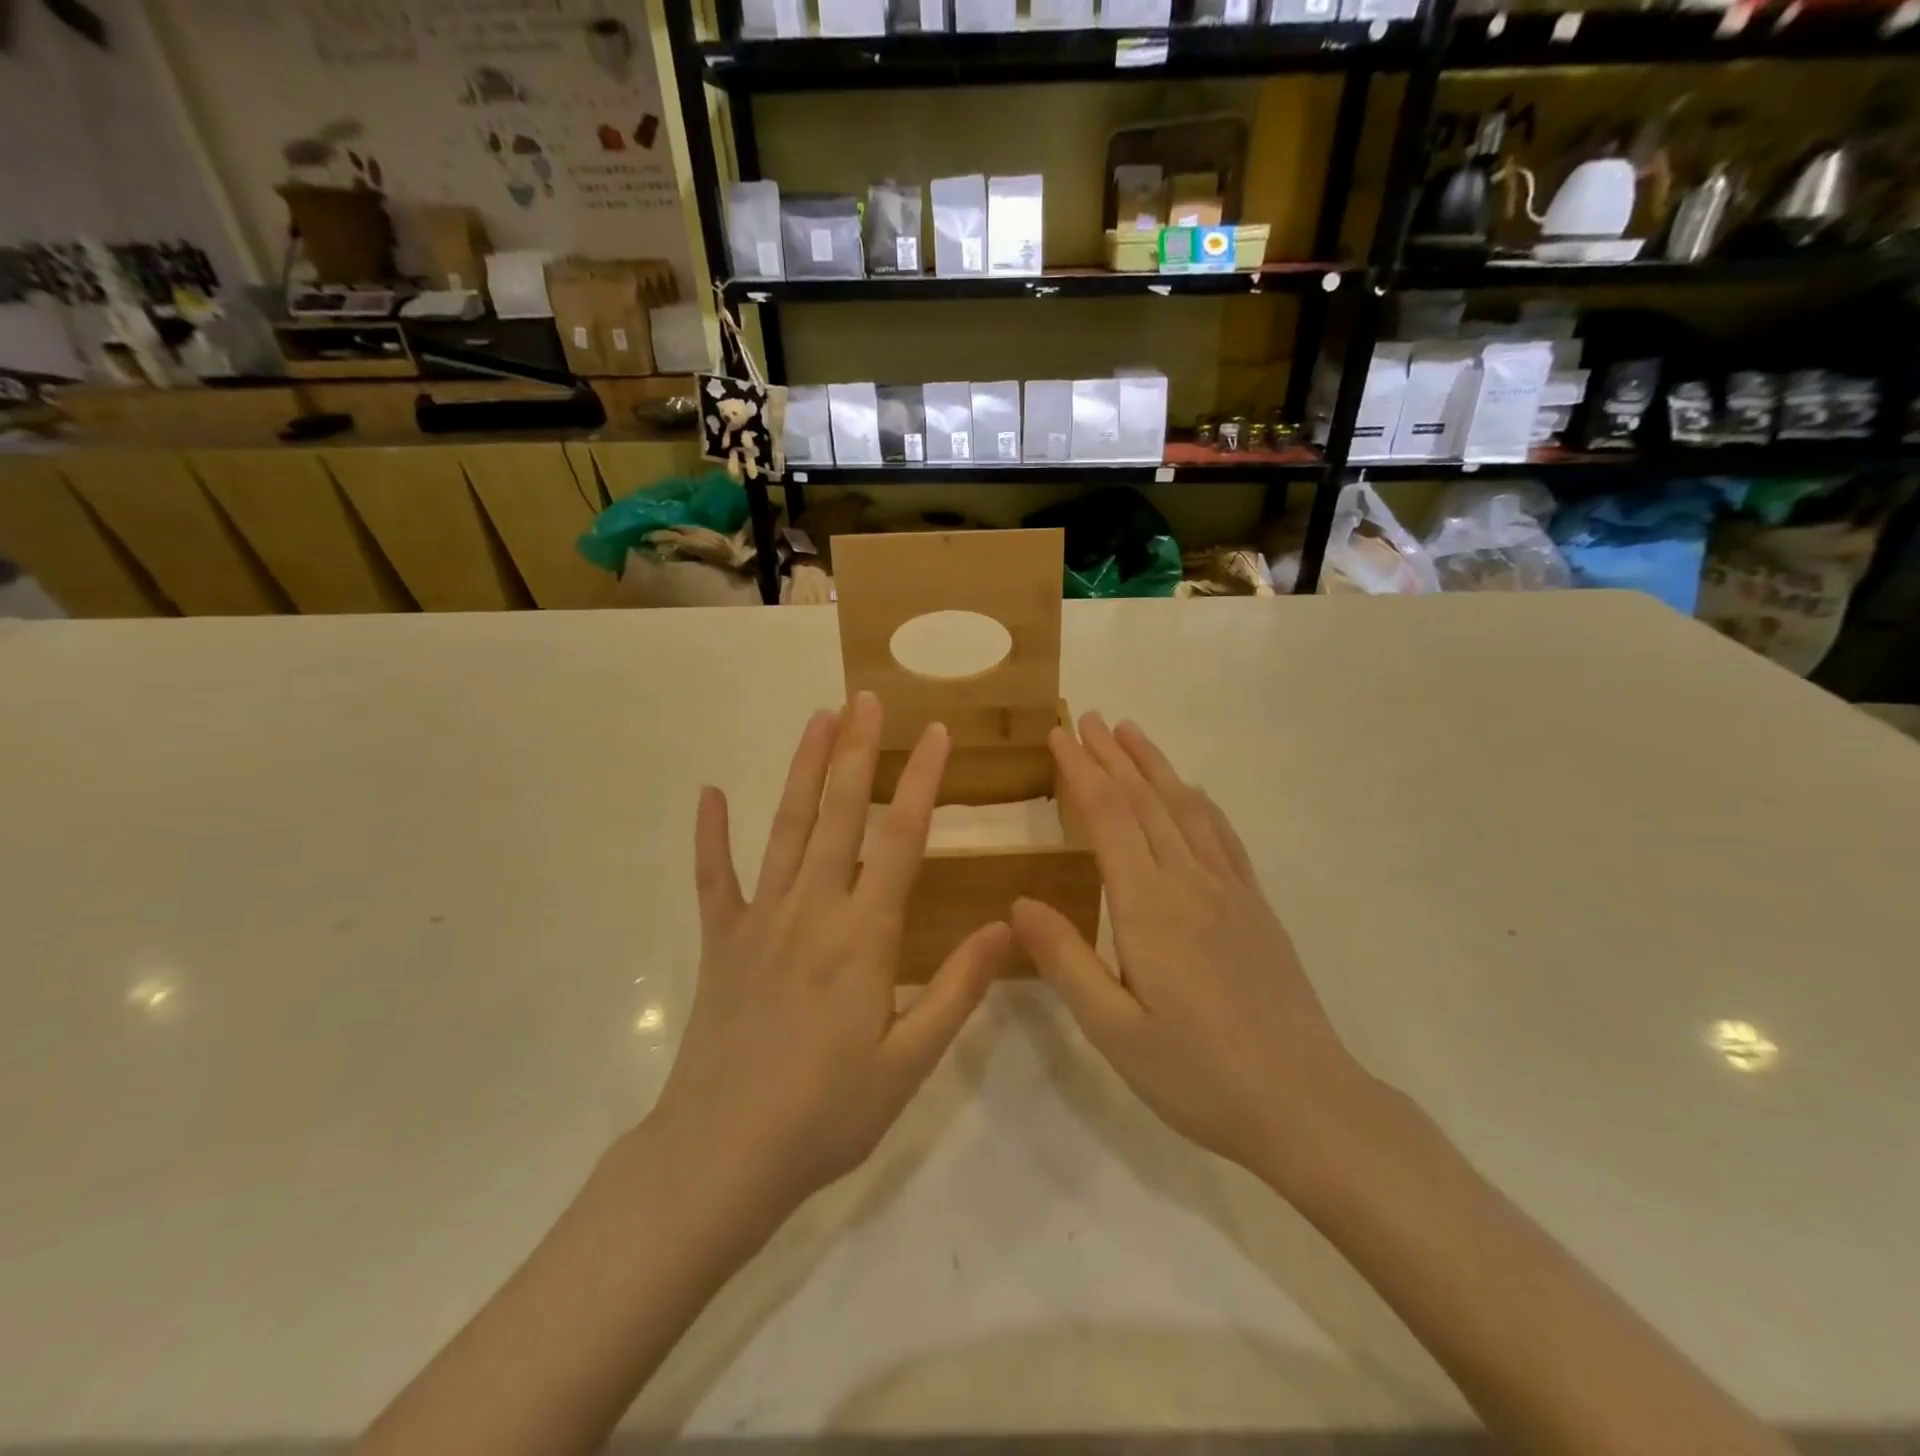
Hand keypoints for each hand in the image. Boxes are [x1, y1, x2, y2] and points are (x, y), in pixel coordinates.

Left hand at [650, 693, 1011, 1226]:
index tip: (935, 733)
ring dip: (803, 770)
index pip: (902, 839)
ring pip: (786, 828)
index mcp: (865, 936)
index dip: (921, 781)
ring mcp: (760, 920)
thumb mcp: (910, 1062)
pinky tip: (710, 794)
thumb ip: (958, 989)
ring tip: (818, 719)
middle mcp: (813, 910)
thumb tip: (1007, 926)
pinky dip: (711, 834)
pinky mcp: (721, 941)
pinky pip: (714, 877)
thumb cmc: (827, 1113)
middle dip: (857, 751)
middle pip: (840, 814)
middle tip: (866, 698)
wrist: (721, 1156)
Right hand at [1012, 714, 1377, 1195]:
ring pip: (1185, 808)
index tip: (1058, 736)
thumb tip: (1018, 901)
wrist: (1306, 1104)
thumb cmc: (1198, 1074)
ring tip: (1131, 732)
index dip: (1081, 771)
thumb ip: (1065, 960)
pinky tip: (1192, 791)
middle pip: (1145, 800)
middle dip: (1111, 755)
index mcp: (1148, 906)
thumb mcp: (1114, 1030)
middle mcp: (1189, 881)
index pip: (1107, 817)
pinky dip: (1199, 802)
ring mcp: (1229, 890)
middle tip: (1086, 718)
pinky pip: (1223, 836)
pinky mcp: (1255, 906)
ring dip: (1154, 766)